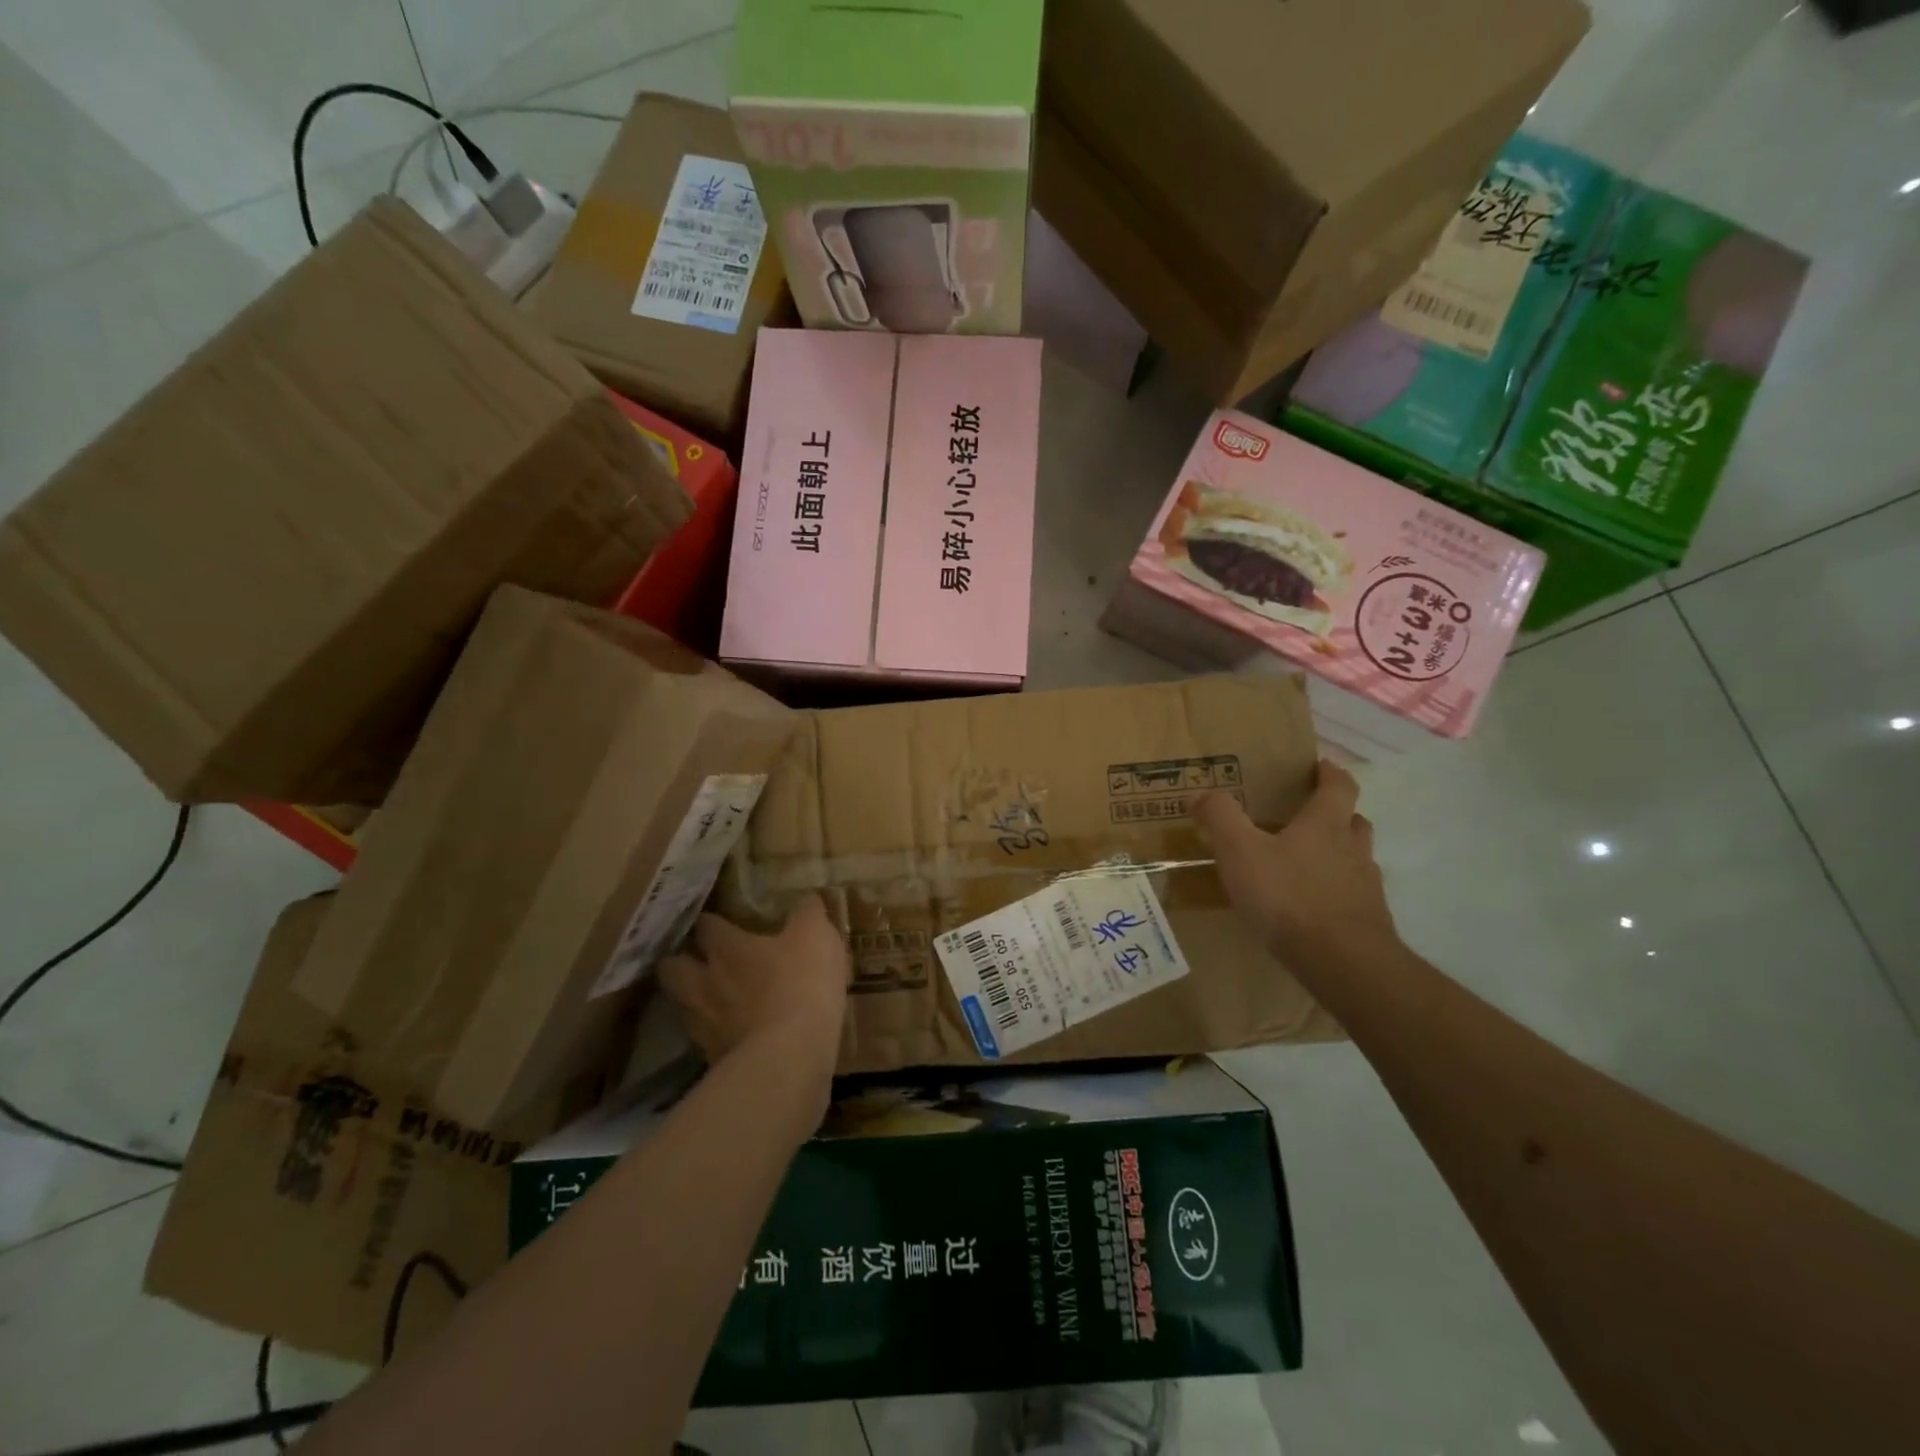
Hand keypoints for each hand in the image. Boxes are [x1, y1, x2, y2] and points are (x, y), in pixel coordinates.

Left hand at [659, 896, 849, 1074]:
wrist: (789, 1056)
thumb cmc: (801, 983)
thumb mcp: (817, 937)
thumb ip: (807, 914)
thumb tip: (805, 898)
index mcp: (727, 948)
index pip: (706, 926)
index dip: (711, 921)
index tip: (718, 919)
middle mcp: (705, 982)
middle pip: (673, 967)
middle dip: (680, 960)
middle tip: (698, 958)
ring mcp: (704, 1024)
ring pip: (682, 1005)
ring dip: (692, 999)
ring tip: (710, 999)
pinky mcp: (712, 1059)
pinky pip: (704, 1040)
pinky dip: (714, 1034)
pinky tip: (732, 1034)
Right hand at [1193, 760, 1398, 966]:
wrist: (1342, 962)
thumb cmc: (1289, 896)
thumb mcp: (1240, 851)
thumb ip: (1220, 817)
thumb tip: (1200, 793)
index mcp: (1326, 824)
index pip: (1339, 786)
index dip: (1330, 773)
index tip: (1320, 766)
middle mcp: (1352, 849)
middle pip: (1353, 821)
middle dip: (1335, 815)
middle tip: (1307, 817)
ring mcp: (1365, 887)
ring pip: (1356, 859)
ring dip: (1338, 855)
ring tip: (1306, 865)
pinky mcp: (1368, 922)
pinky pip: (1353, 897)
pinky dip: (1336, 894)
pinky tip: (1311, 908)